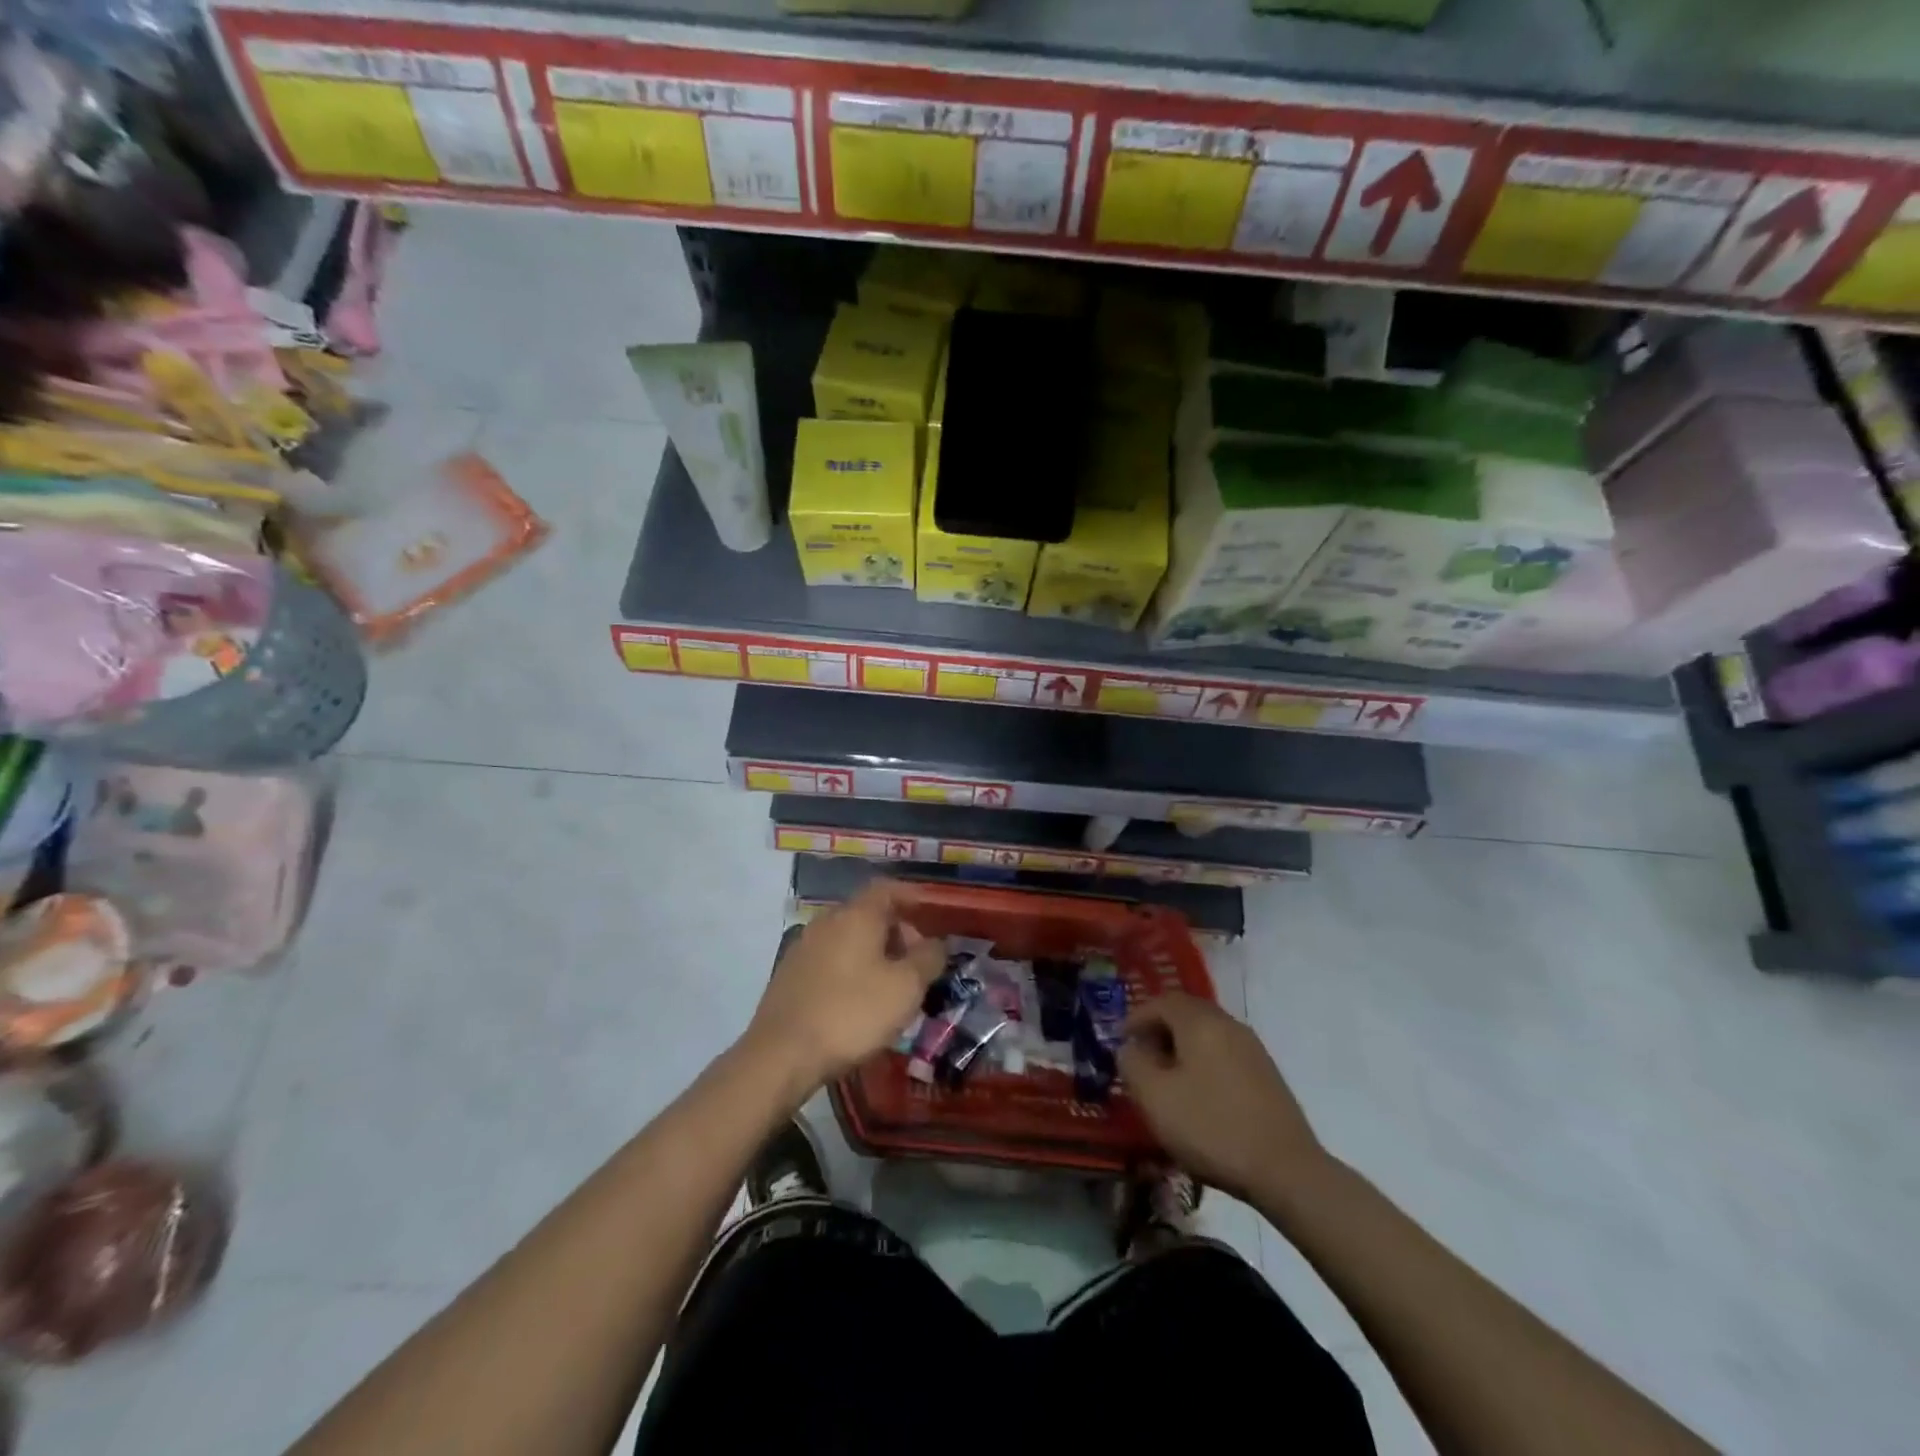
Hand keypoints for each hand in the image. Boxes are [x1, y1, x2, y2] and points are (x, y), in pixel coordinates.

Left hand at [744, 882, 945, 1095]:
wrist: (781, 1054)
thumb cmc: (852, 1013)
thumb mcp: (906, 988)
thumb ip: (928, 959)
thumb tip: (936, 944)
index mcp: (856, 915)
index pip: (887, 889)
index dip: (912, 897)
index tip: (930, 914)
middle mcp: (827, 921)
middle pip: (868, 914)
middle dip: (897, 933)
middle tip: (917, 964)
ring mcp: (804, 947)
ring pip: (849, 939)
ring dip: (874, 955)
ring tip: (892, 988)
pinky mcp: (789, 975)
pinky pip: (831, 960)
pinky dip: (851, 970)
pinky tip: (859, 1002)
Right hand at [1118, 993, 1324, 1203]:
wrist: (1287, 1171)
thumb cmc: (1212, 1128)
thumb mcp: (1155, 1098)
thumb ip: (1133, 1064)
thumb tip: (1130, 1048)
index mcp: (1200, 1022)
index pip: (1162, 1001)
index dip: (1137, 1016)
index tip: (1121, 1040)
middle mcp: (1228, 1024)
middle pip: (1187, 1011)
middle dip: (1159, 1028)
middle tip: (1141, 1055)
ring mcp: (1252, 1048)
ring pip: (1207, 1032)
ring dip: (1182, 1045)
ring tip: (1167, 1076)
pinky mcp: (1266, 1074)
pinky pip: (1224, 1051)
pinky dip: (1203, 1060)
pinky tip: (1199, 1092)